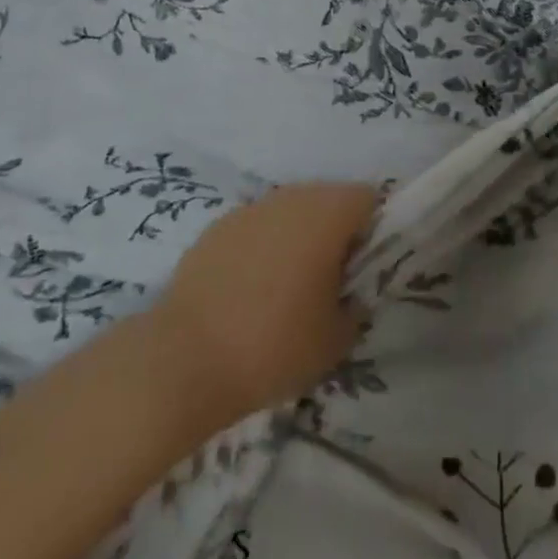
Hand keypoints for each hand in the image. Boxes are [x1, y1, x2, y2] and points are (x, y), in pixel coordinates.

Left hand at [153, 183, 377, 429]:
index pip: (369, 199)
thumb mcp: (337, 340)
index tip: (363, 269)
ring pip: (290, 212)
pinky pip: (256, 228)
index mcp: (329, 213)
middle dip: (335, 232)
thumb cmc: (274, 346)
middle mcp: (292, 197)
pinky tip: (248, 292)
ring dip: (297, 238)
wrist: (183, 361)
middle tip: (329, 281)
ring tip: (286, 288)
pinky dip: (261, 249)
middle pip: (329, 200)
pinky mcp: (217, 227)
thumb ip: (355, 307)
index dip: (374, 230)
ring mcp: (251, 208)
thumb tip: (349, 296)